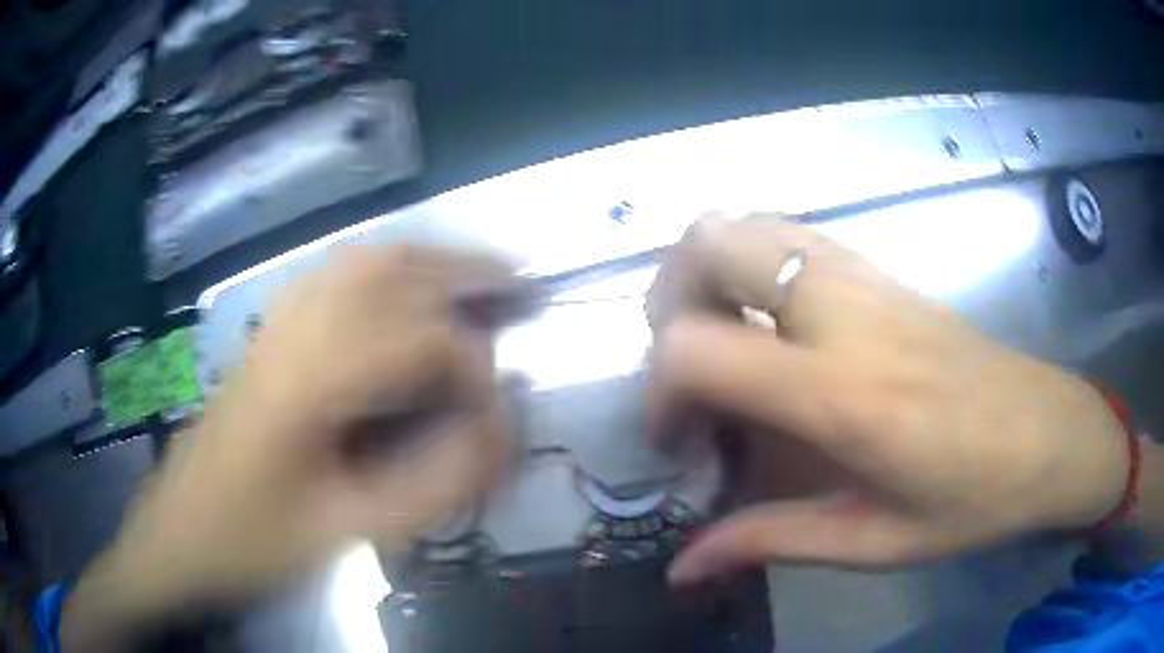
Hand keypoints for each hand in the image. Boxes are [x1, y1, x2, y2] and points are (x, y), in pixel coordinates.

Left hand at [66, 246, 518, 646]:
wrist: (178, 532)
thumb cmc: (252, 541)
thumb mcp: (343, 531)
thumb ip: (429, 486)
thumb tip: (495, 437)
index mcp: (307, 379)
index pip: (417, 340)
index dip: (475, 369)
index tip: (499, 417)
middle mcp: (292, 330)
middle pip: (390, 270)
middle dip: (464, 274)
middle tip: (519, 285)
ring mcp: (274, 325)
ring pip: (360, 261)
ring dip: (424, 260)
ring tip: (471, 277)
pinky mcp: (266, 335)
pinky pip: (331, 277)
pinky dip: (381, 268)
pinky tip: (399, 287)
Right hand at [647, 216, 1130, 583]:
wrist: (1049, 433)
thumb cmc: (974, 499)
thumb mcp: (874, 542)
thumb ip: (770, 542)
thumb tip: (682, 567)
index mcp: (842, 392)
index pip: (697, 348)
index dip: (659, 391)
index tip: (677, 439)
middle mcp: (843, 310)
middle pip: (709, 243)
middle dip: (669, 299)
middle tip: (686, 368)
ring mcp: (865, 276)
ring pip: (745, 221)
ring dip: (707, 271)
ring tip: (720, 339)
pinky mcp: (882, 270)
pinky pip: (789, 233)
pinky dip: (752, 259)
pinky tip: (771, 321)